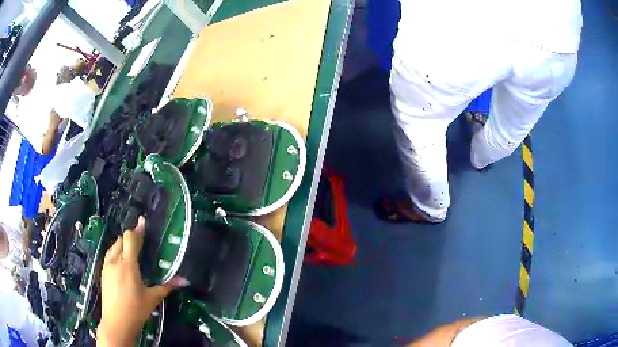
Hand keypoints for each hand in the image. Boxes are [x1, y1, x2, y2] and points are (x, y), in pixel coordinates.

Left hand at [97, 216, 184, 345]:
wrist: (116, 322)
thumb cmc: (136, 310)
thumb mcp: (153, 298)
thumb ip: (167, 287)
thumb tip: (184, 281)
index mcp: (128, 265)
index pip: (131, 239)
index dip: (138, 229)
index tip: (142, 220)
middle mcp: (115, 261)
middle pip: (121, 240)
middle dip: (130, 237)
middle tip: (139, 240)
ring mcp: (107, 266)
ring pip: (113, 247)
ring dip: (121, 244)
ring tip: (130, 250)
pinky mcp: (102, 273)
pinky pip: (109, 255)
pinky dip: (115, 253)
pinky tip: (120, 263)